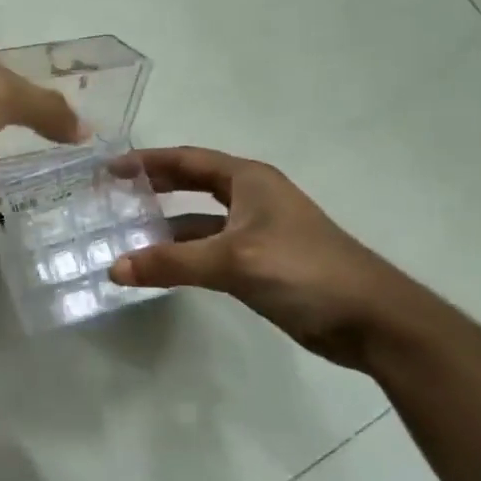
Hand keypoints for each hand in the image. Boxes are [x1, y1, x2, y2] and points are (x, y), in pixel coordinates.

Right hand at [109, 147, 412, 369]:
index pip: (186, 160)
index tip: (109, 169)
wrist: (372, 320)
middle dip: (152, 187)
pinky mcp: (259, 264)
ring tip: (124, 235)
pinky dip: (183, 255)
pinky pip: (208, 250)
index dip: (146, 161)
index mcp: (248, 180)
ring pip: (198, 221)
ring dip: (164, 227)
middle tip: (112, 196)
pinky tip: (158, 267)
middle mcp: (251, 198)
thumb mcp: (233, 261)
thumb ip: (172, 263)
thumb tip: (114, 268)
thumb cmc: (304, 271)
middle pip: (191, 184)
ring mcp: (256, 232)